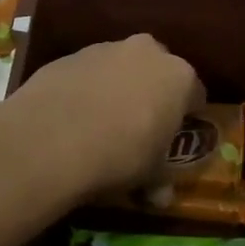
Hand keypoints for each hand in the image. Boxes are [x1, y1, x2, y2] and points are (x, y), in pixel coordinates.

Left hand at [0, 34, 204, 203]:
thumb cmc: (118, 156)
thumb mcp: (148, 176)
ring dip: (116, 89)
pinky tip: (71, 117)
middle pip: (156, 72)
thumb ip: (160, 179)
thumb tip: (160, 196)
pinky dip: (84, 89)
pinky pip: (86, 74)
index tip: (175, 137)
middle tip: (139, 127)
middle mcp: (146, 52)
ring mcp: (104, 49)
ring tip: (100, 124)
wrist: (50, 140)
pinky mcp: (67, 56)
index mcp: (178, 76)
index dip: (186, 117)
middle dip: (151, 94)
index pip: (195, 94)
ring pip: (119, 68)